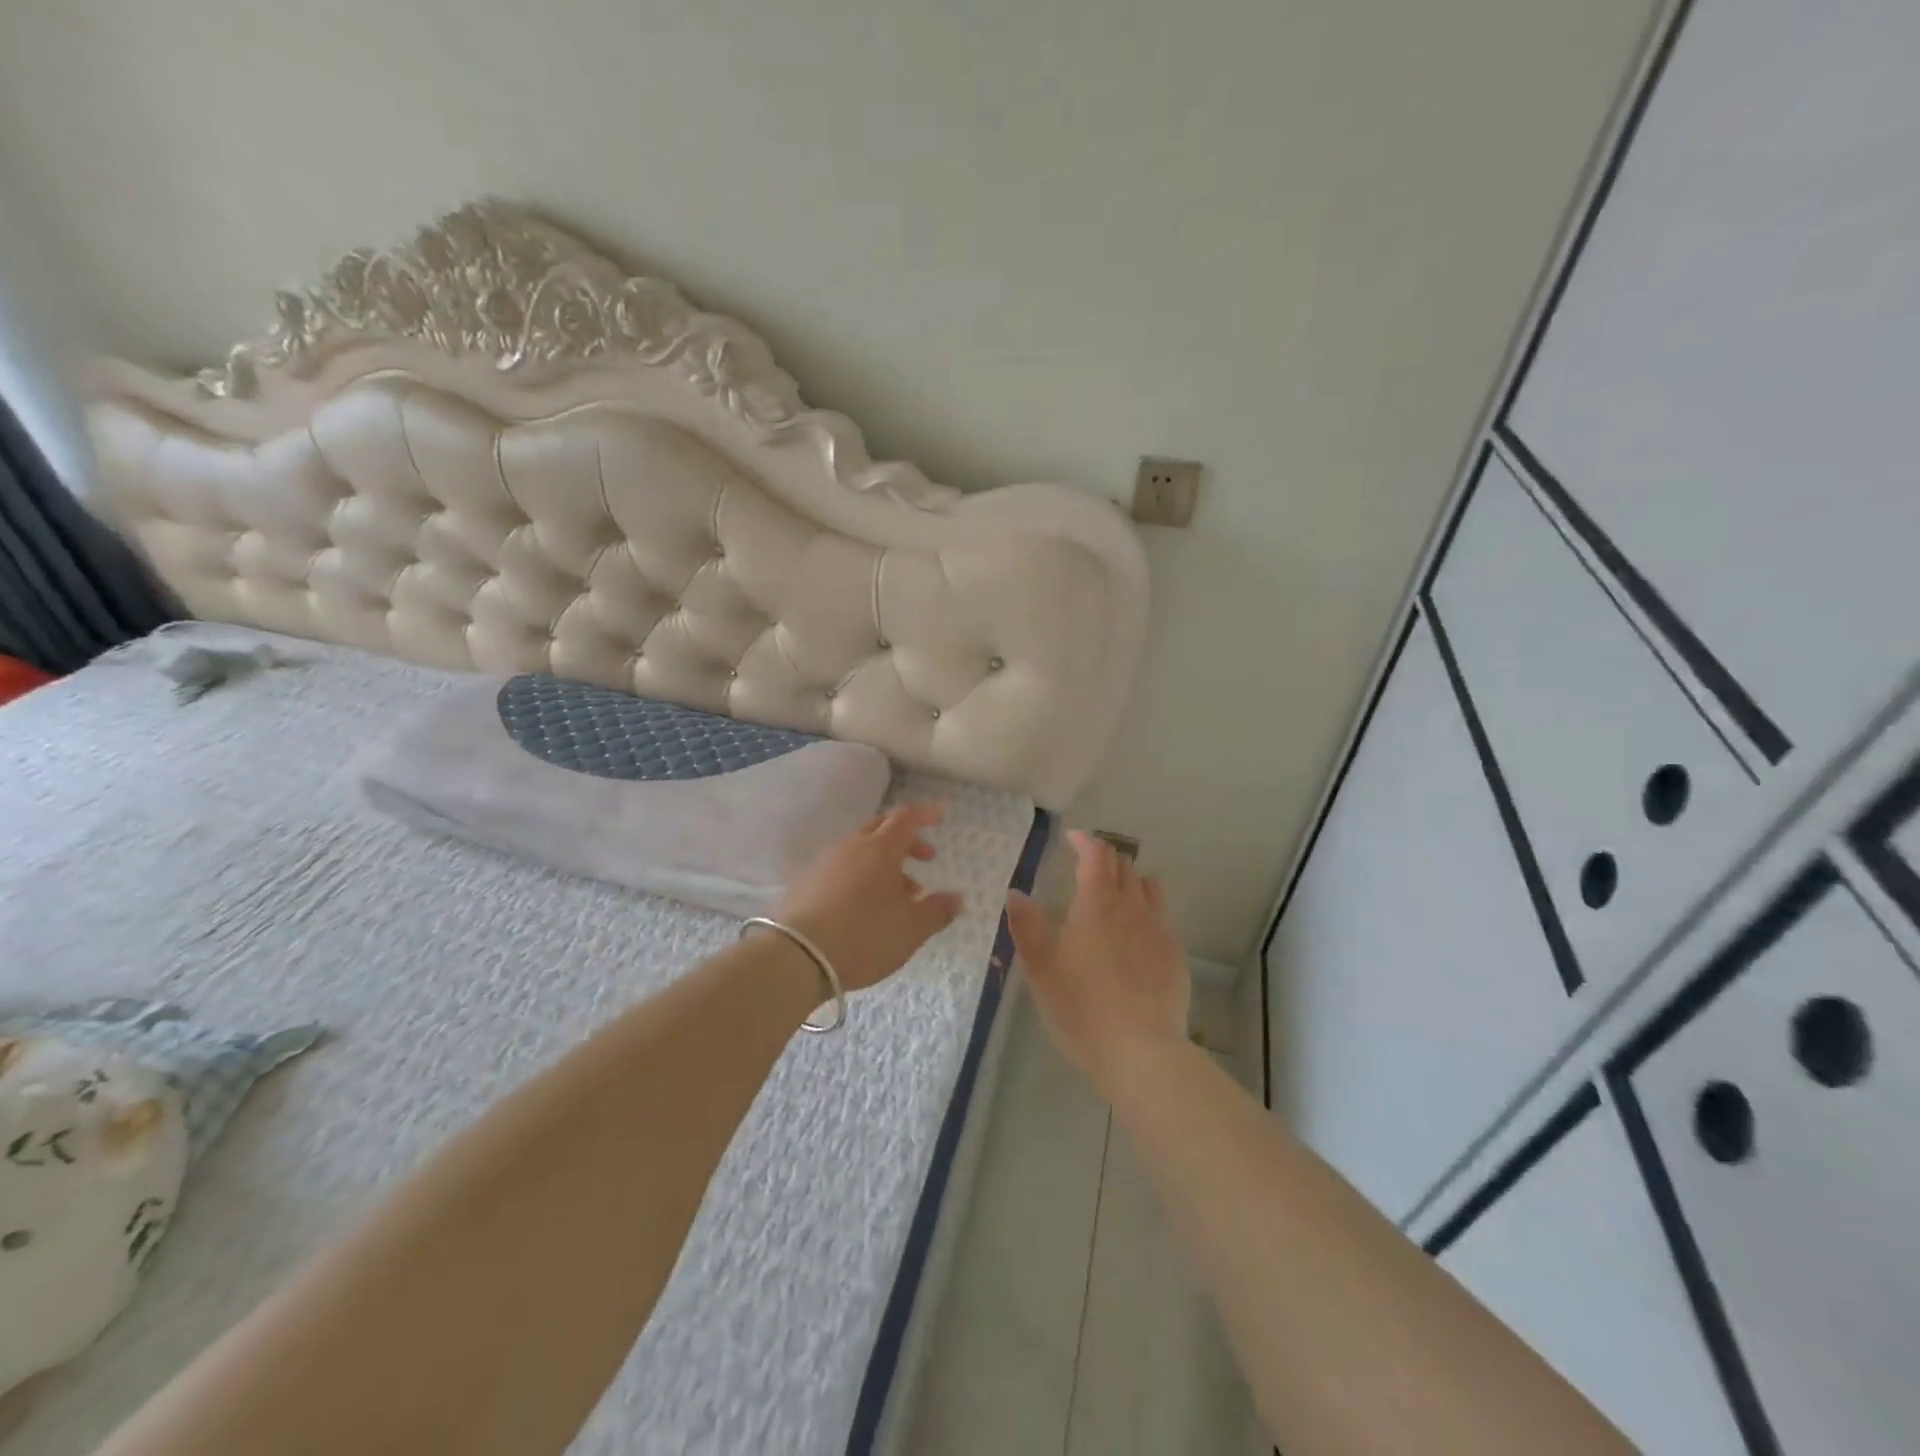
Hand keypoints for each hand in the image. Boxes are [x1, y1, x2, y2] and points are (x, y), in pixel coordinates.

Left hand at [775, 802, 963, 992]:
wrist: (796, 957)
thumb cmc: (864, 936)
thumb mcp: (911, 929)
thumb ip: (938, 910)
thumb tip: (957, 897)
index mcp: (880, 849)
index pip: (906, 818)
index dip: (926, 813)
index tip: (941, 813)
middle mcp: (851, 847)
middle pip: (881, 829)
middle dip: (906, 840)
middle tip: (925, 859)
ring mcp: (824, 863)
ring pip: (861, 851)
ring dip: (884, 864)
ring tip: (899, 895)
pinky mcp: (805, 883)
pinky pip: (842, 868)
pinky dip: (861, 877)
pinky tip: (866, 906)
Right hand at [1006, 830, 1189, 1092]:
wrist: (1140, 1050)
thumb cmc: (1080, 1006)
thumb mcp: (1040, 968)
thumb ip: (1027, 925)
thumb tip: (1016, 892)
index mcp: (1096, 903)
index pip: (1096, 854)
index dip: (1084, 841)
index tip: (1072, 838)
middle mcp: (1131, 906)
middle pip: (1124, 865)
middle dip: (1105, 858)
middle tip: (1087, 867)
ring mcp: (1158, 928)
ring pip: (1148, 886)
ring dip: (1130, 880)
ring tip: (1115, 893)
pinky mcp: (1175, 953)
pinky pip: (1162, 915)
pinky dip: (1147, 908)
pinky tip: (1137, 932)